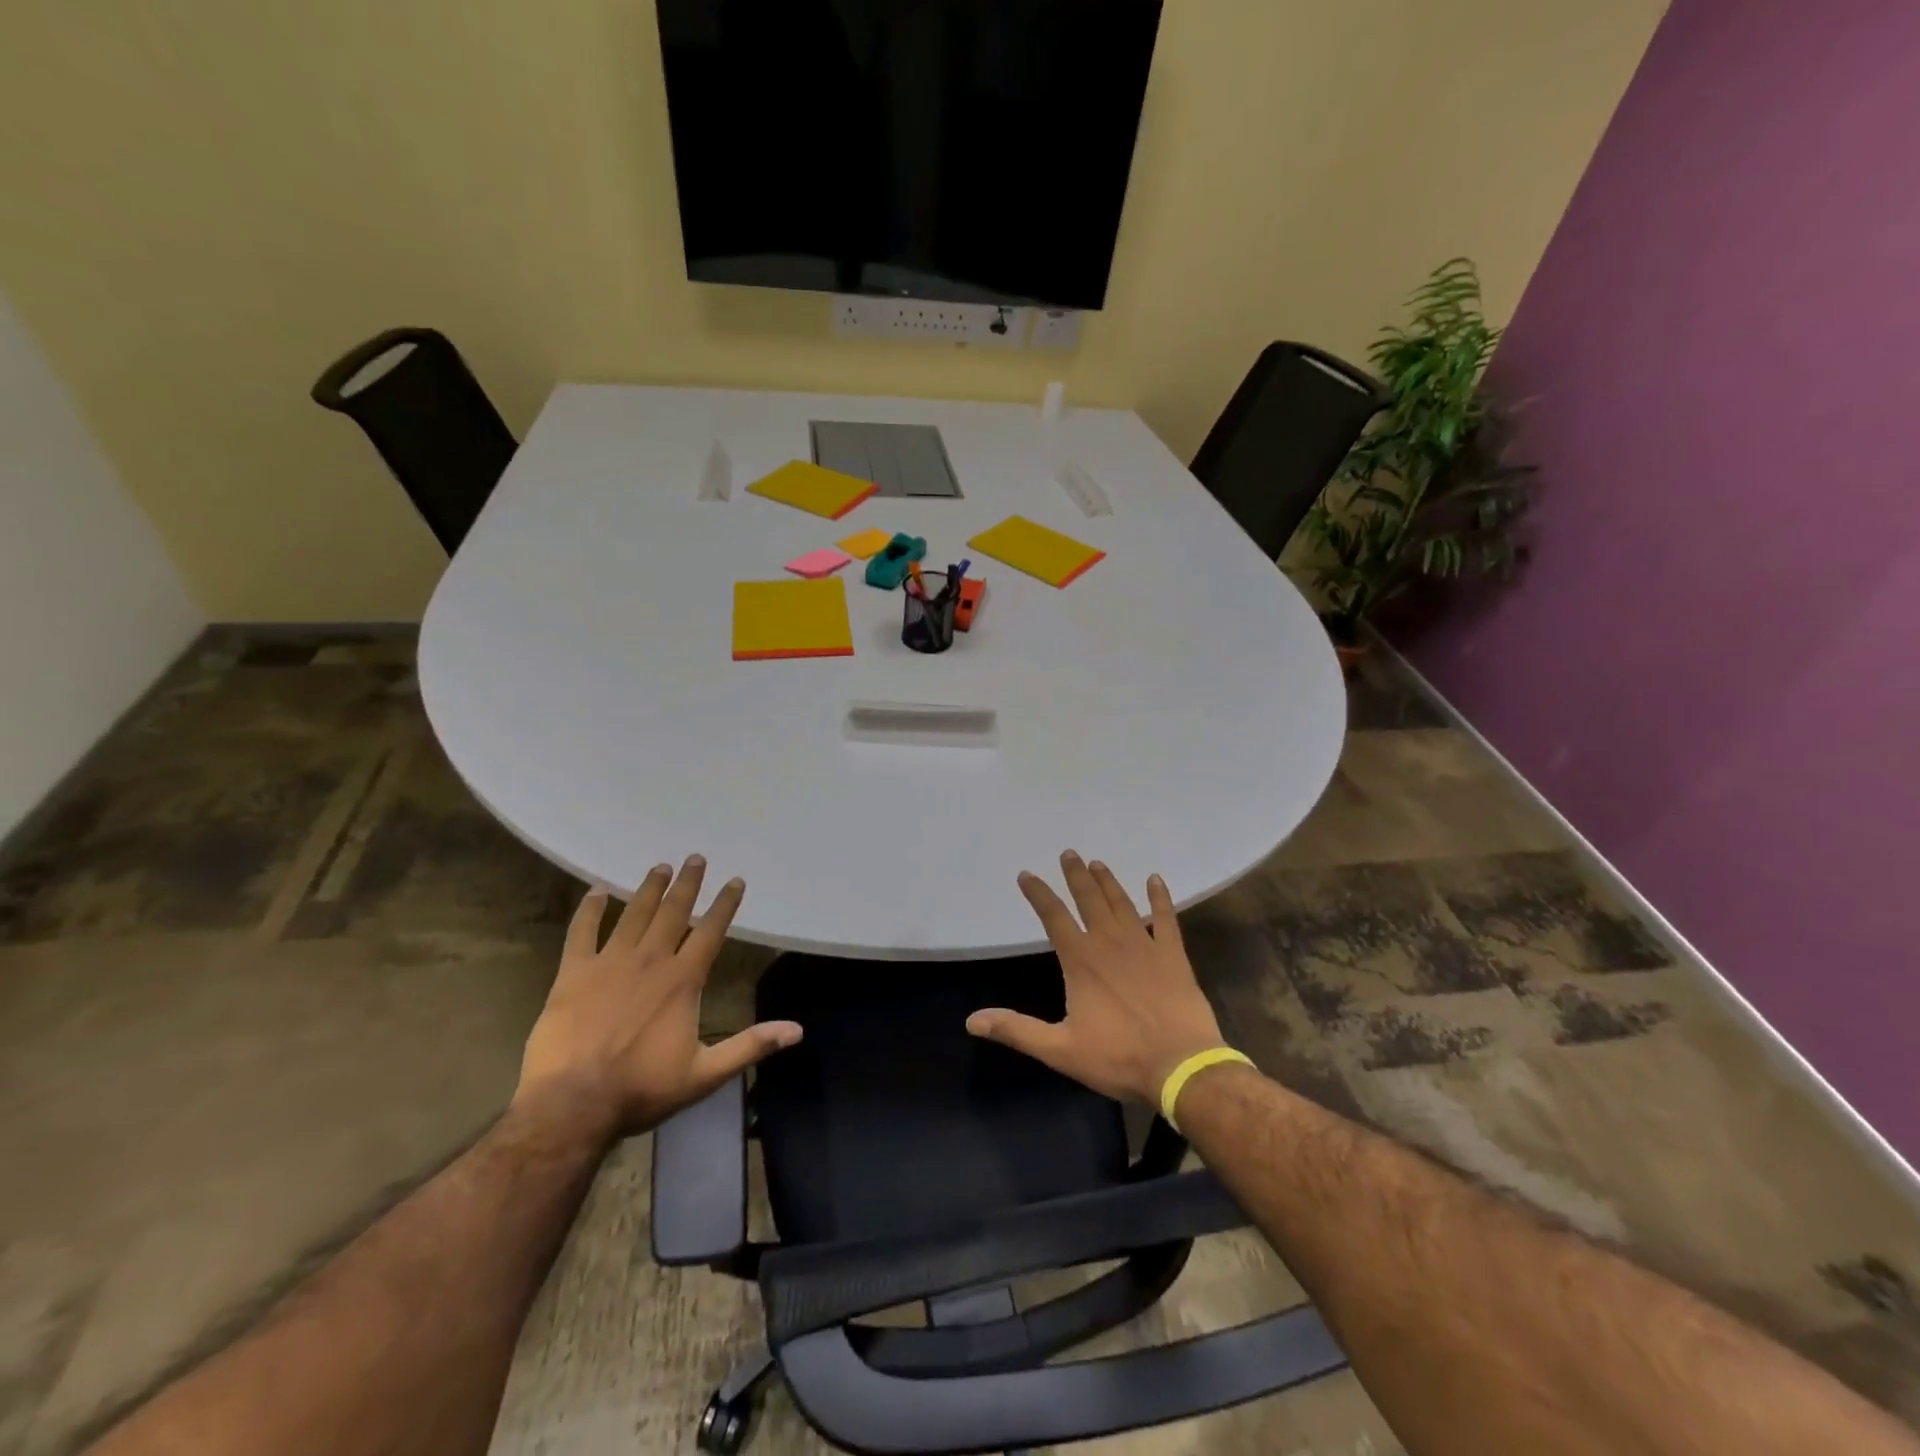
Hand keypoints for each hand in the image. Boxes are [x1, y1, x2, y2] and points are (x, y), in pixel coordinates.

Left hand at [513, 856, 801, 1139]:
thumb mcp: (705, 1074)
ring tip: (659, 867)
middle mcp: (650, 960)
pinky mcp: (573, 974)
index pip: (711, 931)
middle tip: (695, 858)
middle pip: (674, 912)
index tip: (735, 880)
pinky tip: (596, 892)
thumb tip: (797, 1031)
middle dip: (688, 884)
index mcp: (683, 980)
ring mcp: (609, 963)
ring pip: (634, 914)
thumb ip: (750, 1046)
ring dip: (648, 889)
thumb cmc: (641, 1088)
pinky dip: (590, 910)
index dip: (725, 904)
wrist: (572, 1105)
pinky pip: (581, 932)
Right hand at [966, 850, 1226, 1106]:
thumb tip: (972, 1021)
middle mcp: (1110, 942)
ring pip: (1122, 903)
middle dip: (1076, 875)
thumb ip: (1017, 1030)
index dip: (1038, 894)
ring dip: (1108, 882)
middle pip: (1089, 899)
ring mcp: (1145, 945)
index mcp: (1081, 960)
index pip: (1053, 916)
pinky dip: (1161, 898)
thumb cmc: (1119, 1057)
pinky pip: (1166, 918)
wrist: (1181, 1066)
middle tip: (1069, 853)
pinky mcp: (1173, 955)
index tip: (1026, 875)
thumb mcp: (1060, 1049)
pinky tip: (1156, 880)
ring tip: (1098, 863)